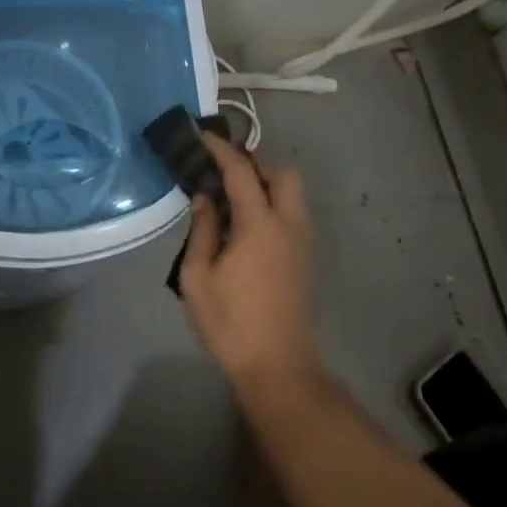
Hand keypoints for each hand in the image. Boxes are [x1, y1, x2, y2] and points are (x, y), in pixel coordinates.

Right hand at [178, 134, 320, 388]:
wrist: (280, 369)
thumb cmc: (231, 324)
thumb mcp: (198, 279)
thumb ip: (202, 231)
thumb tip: (205, 198)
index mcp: (260, 225)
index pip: (242, 171)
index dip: (221, 150)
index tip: (203, 137)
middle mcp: (289, 225)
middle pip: (283, 174)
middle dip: (256, 162)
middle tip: (225, 169)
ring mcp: (304, 243)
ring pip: (294, 194)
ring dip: (268, 183)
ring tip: (235, 194)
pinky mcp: (307, 260)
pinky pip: (294, 214)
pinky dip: (275, 203)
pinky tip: (249, 224)